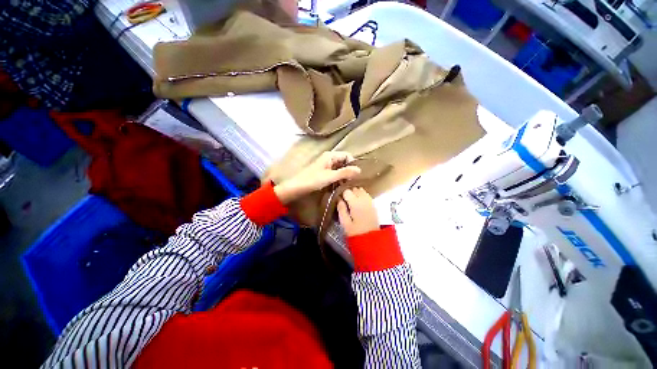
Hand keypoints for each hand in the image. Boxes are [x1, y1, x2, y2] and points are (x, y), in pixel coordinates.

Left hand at [274, 151, 360, 203]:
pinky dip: (338, 177)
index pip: (347, 155)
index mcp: (330, 155)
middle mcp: (329, 158)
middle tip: (351, 181)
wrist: (297, 187)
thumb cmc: (313, 180)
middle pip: (344, 161)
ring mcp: (326, 165)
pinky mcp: (324, 171)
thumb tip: (359, 170)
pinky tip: (339, 184)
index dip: (352, 164)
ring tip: (346, 184)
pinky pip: (335, 172)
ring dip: (343, 175)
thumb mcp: (330, 176)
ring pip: (340, 167)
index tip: (355, 175)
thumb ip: (345, 172)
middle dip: (348, 170)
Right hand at [337, 188, 379, 236]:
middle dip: (349, 192)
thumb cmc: (356, 233)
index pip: (347, 191)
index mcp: (355, 203)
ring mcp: (370, 201)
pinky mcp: (373, 205)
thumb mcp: (345, 223)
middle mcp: (364, 200)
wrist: (372, 240)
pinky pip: (366, 195)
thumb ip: (341, 209)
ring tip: (351, 201)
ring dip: (355, 193)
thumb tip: (338, 199)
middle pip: (355, 189)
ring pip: (361, 190)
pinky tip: (358, 203)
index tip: (339, 199)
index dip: (342, 194)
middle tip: (345, 201)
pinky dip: (361, 195)